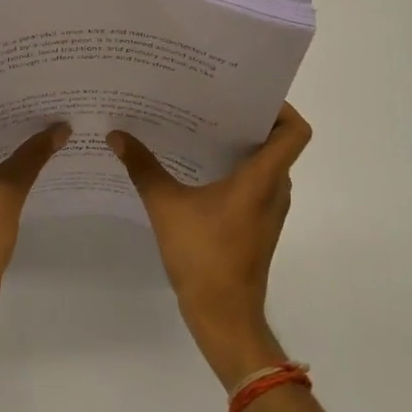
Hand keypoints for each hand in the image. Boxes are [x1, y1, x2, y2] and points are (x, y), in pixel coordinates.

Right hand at [107, 104, 311, 385]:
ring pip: (265, 164)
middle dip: (248, 119)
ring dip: (239, 145)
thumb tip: (116, 135)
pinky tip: (197, 167)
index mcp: (263, 178)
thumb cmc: (203, 257)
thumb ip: (143, 168)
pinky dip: (235, 169)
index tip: (247, 95)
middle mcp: (274, 189)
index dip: (281, 107)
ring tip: (200, 127)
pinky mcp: (257, 225)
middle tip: (211, 101)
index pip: (294, 131)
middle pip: (277, 142)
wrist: (224, 317)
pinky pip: (254, 184)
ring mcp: (268, 209)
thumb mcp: (166, 207)